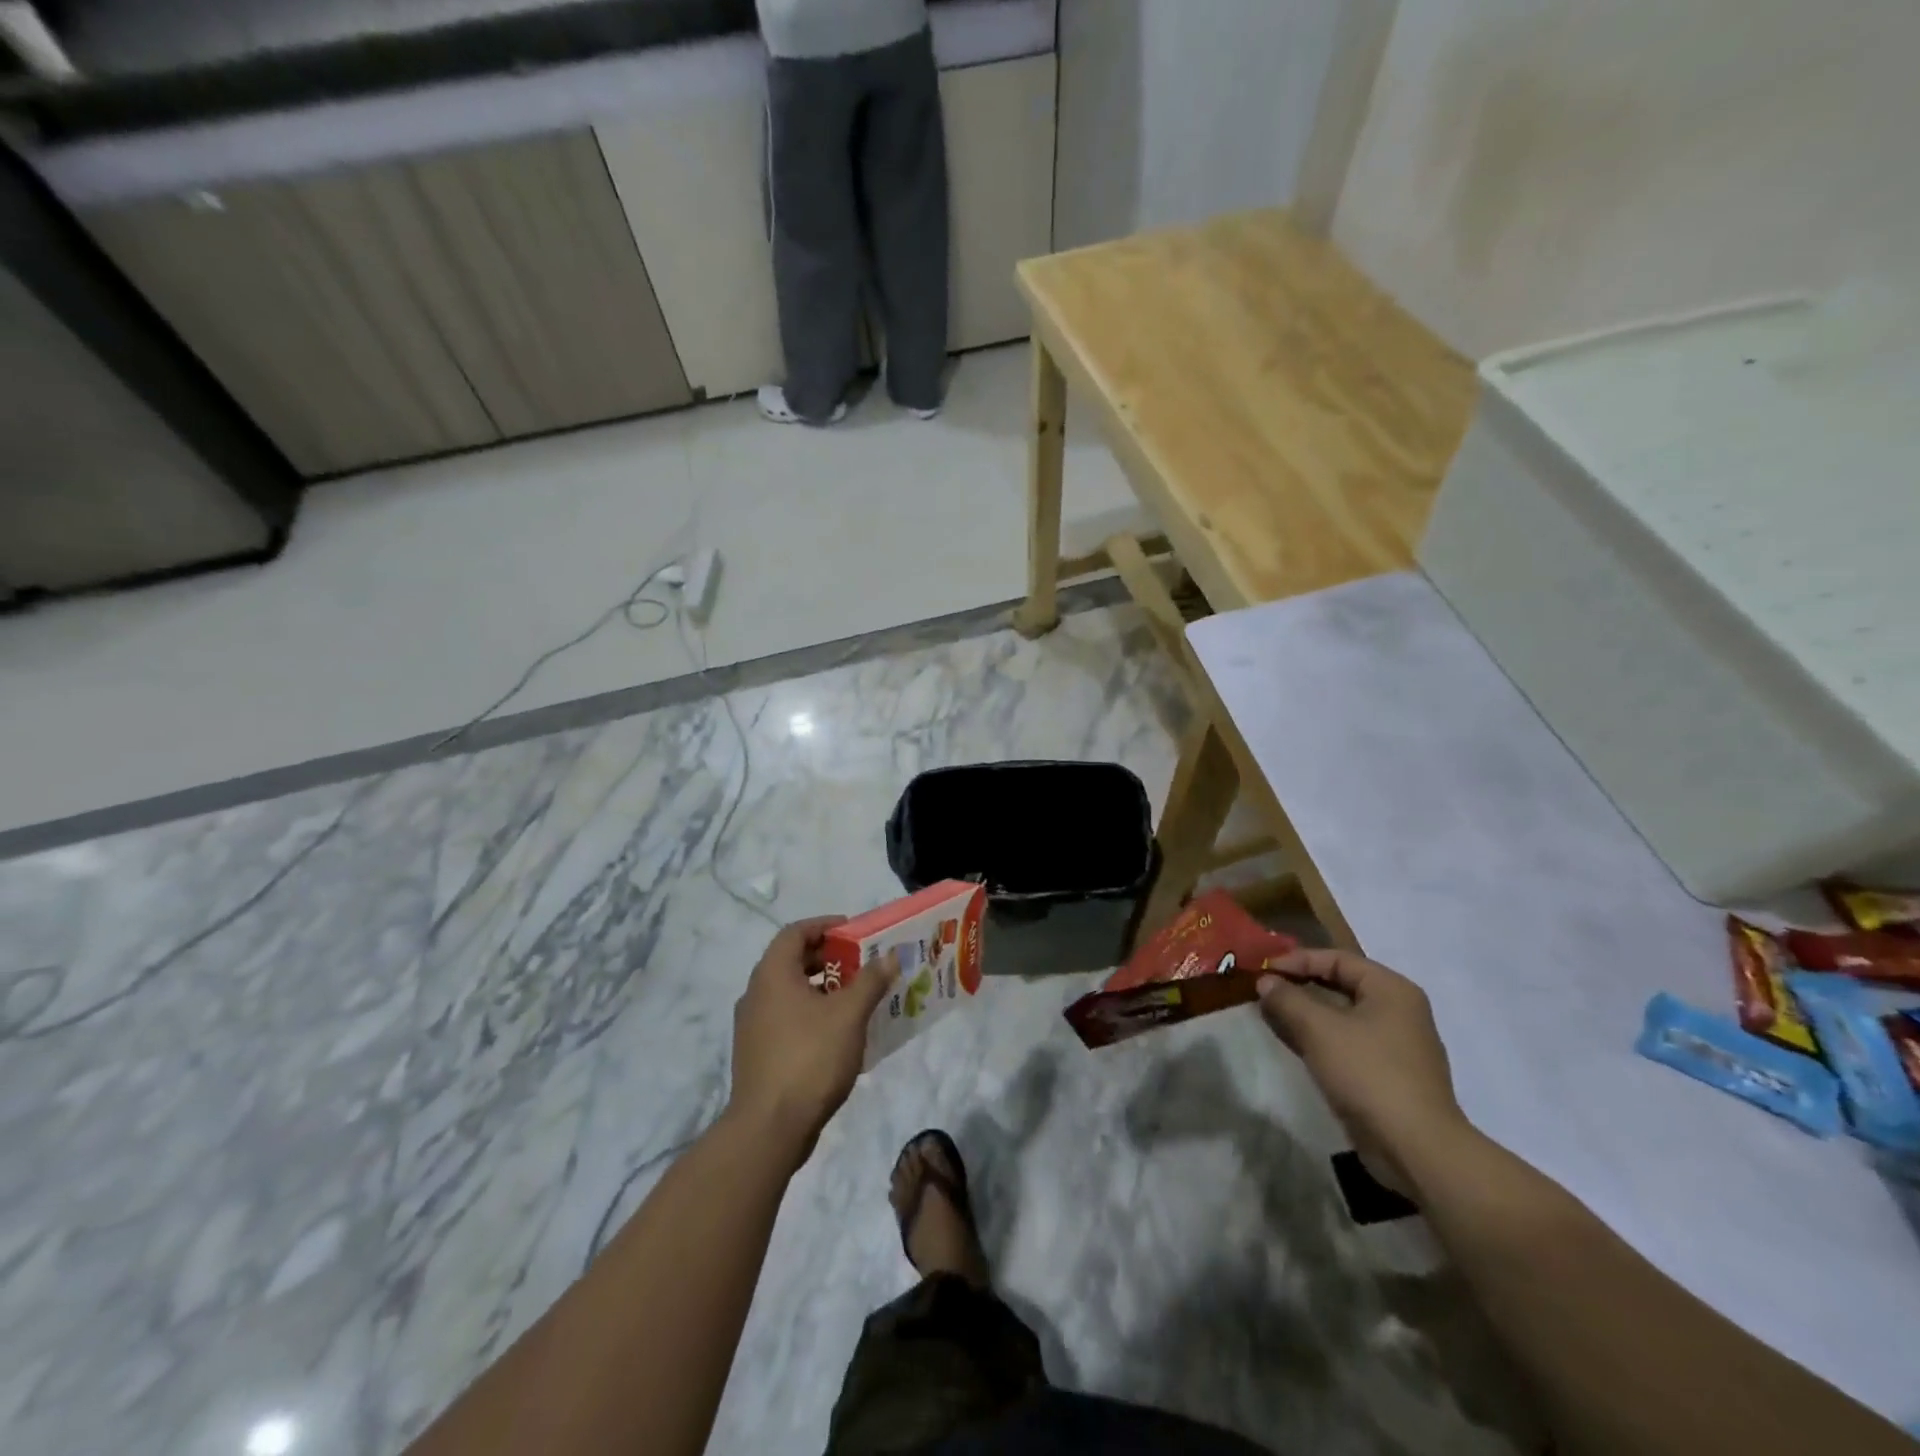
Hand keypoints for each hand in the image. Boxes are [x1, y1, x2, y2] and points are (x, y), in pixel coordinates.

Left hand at [727, 917, 898, 1169]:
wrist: (769, 1128)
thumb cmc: (809, 1058)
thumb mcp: (849, 1014)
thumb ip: (870, 981)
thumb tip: (889, 957)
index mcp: (773, 975)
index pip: (795, 932)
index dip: (825, 926)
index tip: (854, 932)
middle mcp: (756, 994)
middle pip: (793, 961)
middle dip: (830, 959)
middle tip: (862, 965)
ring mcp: (753, 1027)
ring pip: (791, 993)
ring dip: (824, 989)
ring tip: (858, 998)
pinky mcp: (758, 1054)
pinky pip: (788, 1019)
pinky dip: (813, 1014)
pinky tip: (841, 1033)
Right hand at [1257, 949, 1468, 1192]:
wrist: (1416, 1148)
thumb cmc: (1369, 1073)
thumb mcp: (1319, 1029)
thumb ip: (1288, 999)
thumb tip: (1266, 981)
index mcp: (1392, 989)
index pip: (1338, 958)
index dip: (1298, 960)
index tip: (1265, 970)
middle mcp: (1399, 1011)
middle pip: (1341, 985)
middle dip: (1300, 986)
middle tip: (1265, 990)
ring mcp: (1397, 1045)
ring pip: (1342, 1016)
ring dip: (1307, 1014)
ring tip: (1272, 1015)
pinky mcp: (1389, 1075)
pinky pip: (1348, 1043)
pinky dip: (1320, 1038)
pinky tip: (1295, 1044)